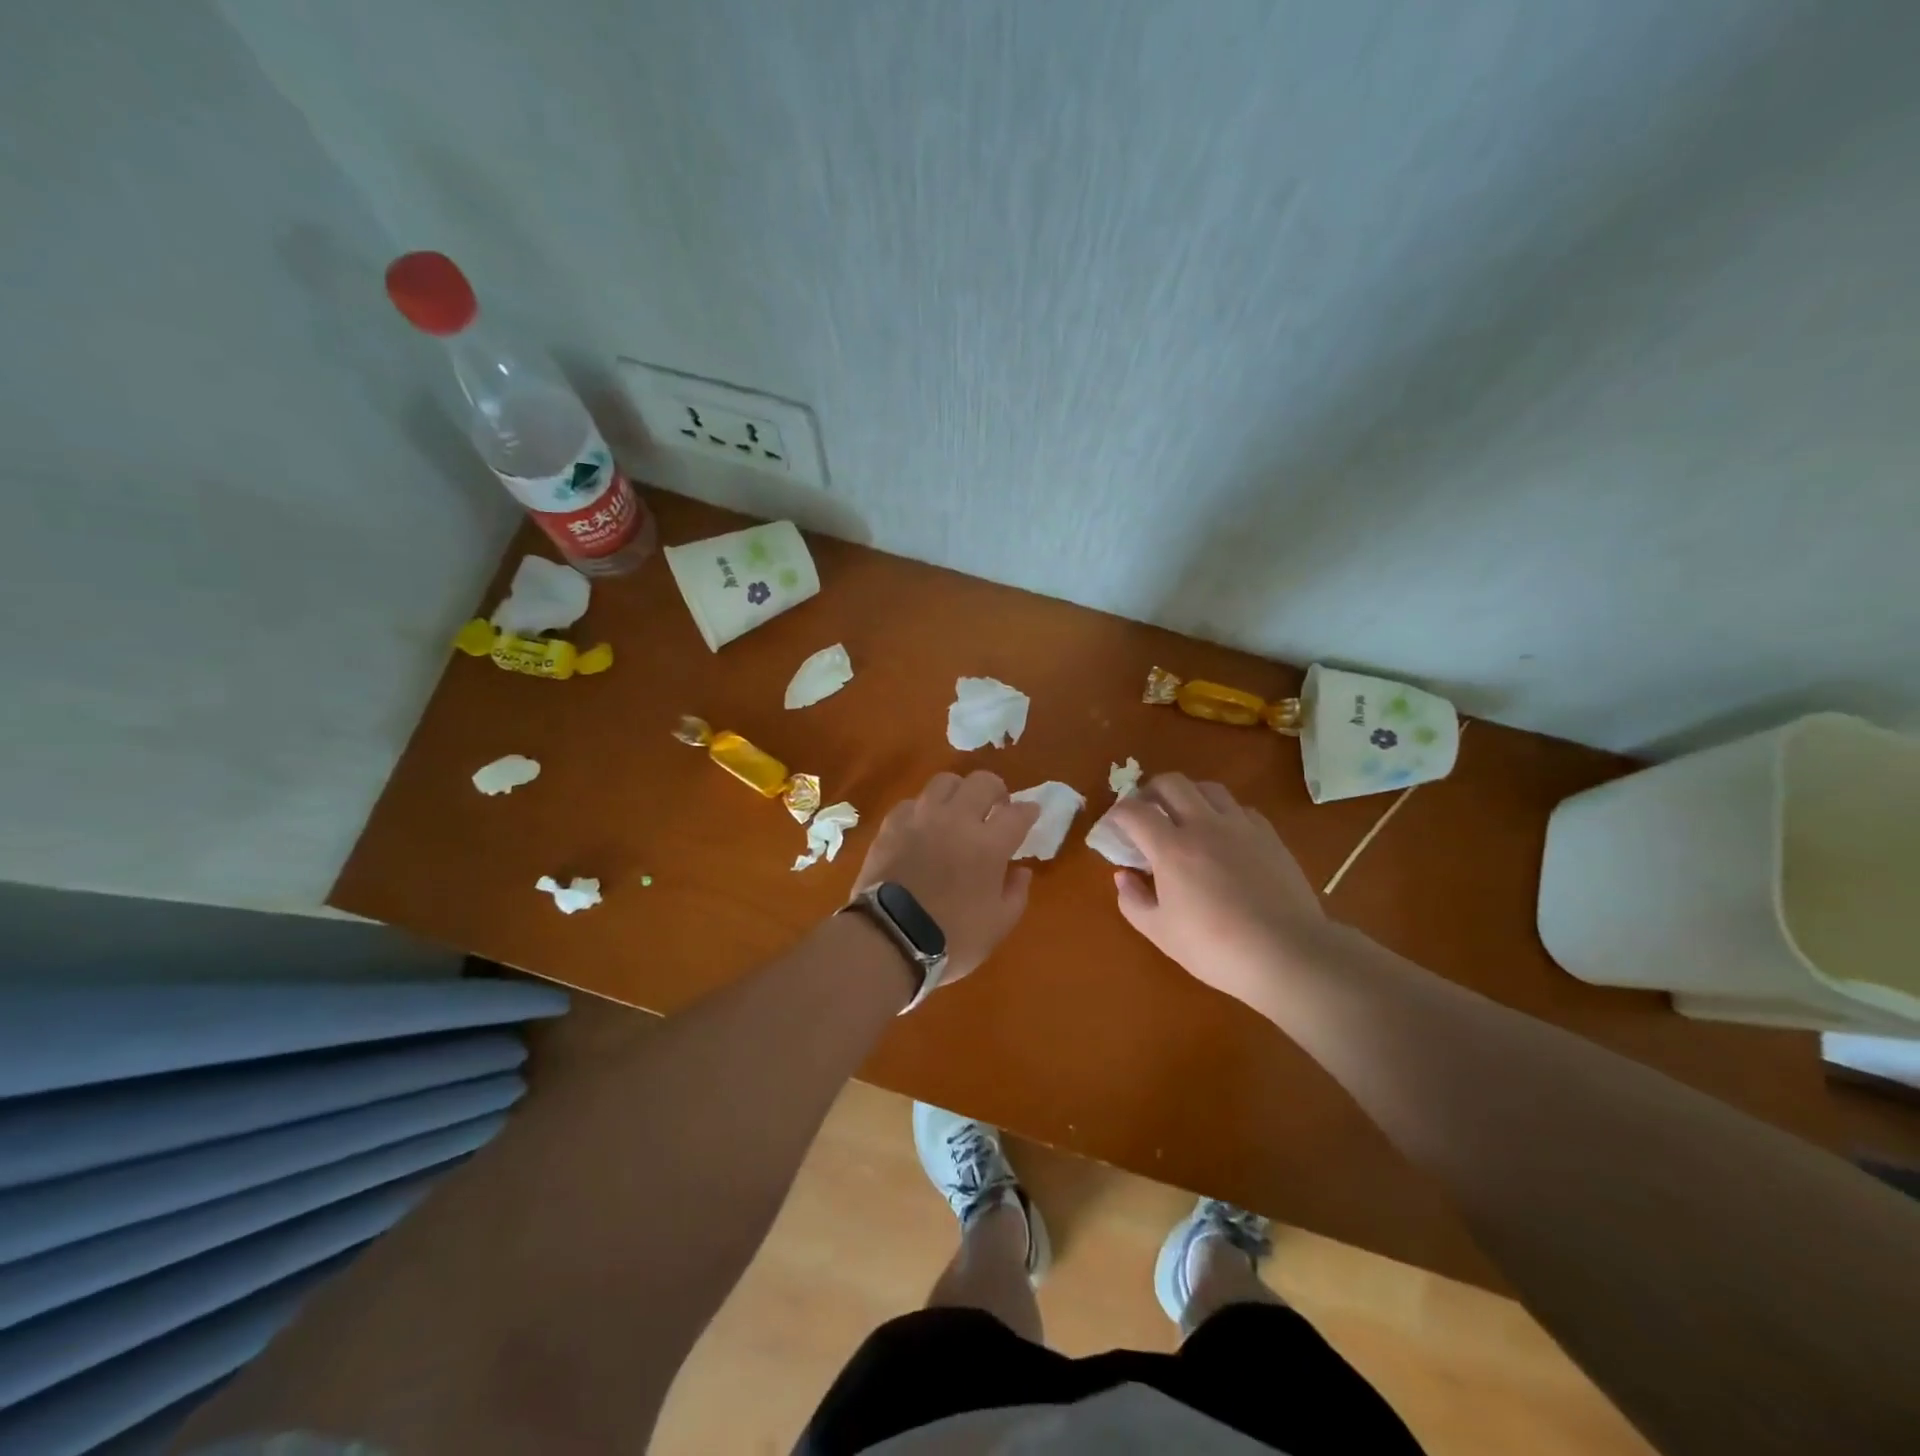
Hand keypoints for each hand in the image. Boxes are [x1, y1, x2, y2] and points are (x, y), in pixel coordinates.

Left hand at [851, 771, 1040, 982]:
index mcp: (989, 844)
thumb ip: (1015, 893)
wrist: (889, 939)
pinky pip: (912, 803)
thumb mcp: (998, 925)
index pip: (1017, 813)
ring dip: (958, 792)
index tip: (1030, 813)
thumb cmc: (951, 938)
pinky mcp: (892, 825)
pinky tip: (924, 826)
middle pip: (982, 782)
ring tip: (958, 809)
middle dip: (996, 790)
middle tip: (996, 807)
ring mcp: (921, 818)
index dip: (1028, 811)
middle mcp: (957, 820)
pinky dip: (924, 810)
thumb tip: (1021, 870)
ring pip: (945, 782)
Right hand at [1107, 774, 1326, 1006]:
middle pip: (1171, 783)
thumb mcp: (1160, 933)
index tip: (1113, 827)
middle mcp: (1204, 825)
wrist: (1287, 954)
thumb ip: (1134, 901)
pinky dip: (1222, 813)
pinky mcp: (1269, 836)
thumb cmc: (1215, 948)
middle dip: (1150, 791)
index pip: (1134, 811)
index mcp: (1172, 848)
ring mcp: (1240, 827)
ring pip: (1208, 788)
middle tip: (1145, 812)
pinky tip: (1223, 836)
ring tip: (1184, 817)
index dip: (1117, 814)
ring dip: (1188, 795)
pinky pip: (1240, 808)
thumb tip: (1123, 876)